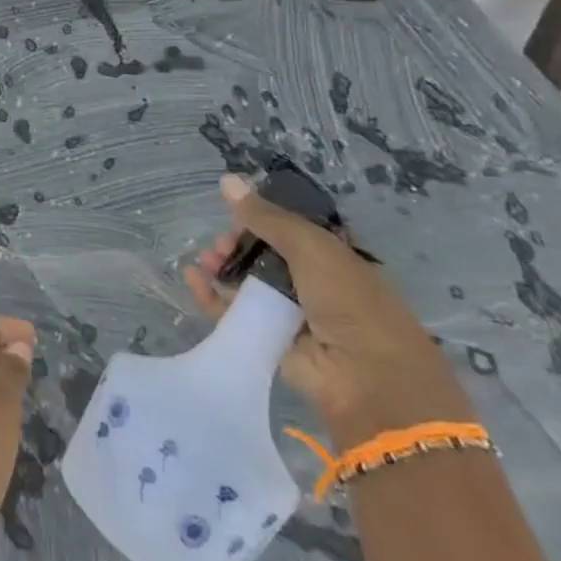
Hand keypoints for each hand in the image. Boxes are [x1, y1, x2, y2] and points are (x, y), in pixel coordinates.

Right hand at [184, 175, 471, 442]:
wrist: (368, 380)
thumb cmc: (350, 302)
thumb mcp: (311, 246)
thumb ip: (266, 216)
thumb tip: (226, 180)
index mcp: (333, 257)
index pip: (289, 229)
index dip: (261, 218)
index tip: (236, 213)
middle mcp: (312, 283)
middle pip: (263, 254)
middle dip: (236, 243)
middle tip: (220, 244)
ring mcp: (290, 313)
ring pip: (246, 282)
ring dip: (222, 267)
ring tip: (205, 261)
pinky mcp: (268, 340)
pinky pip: (233, 313)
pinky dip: (211, 296)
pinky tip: (192, 278)